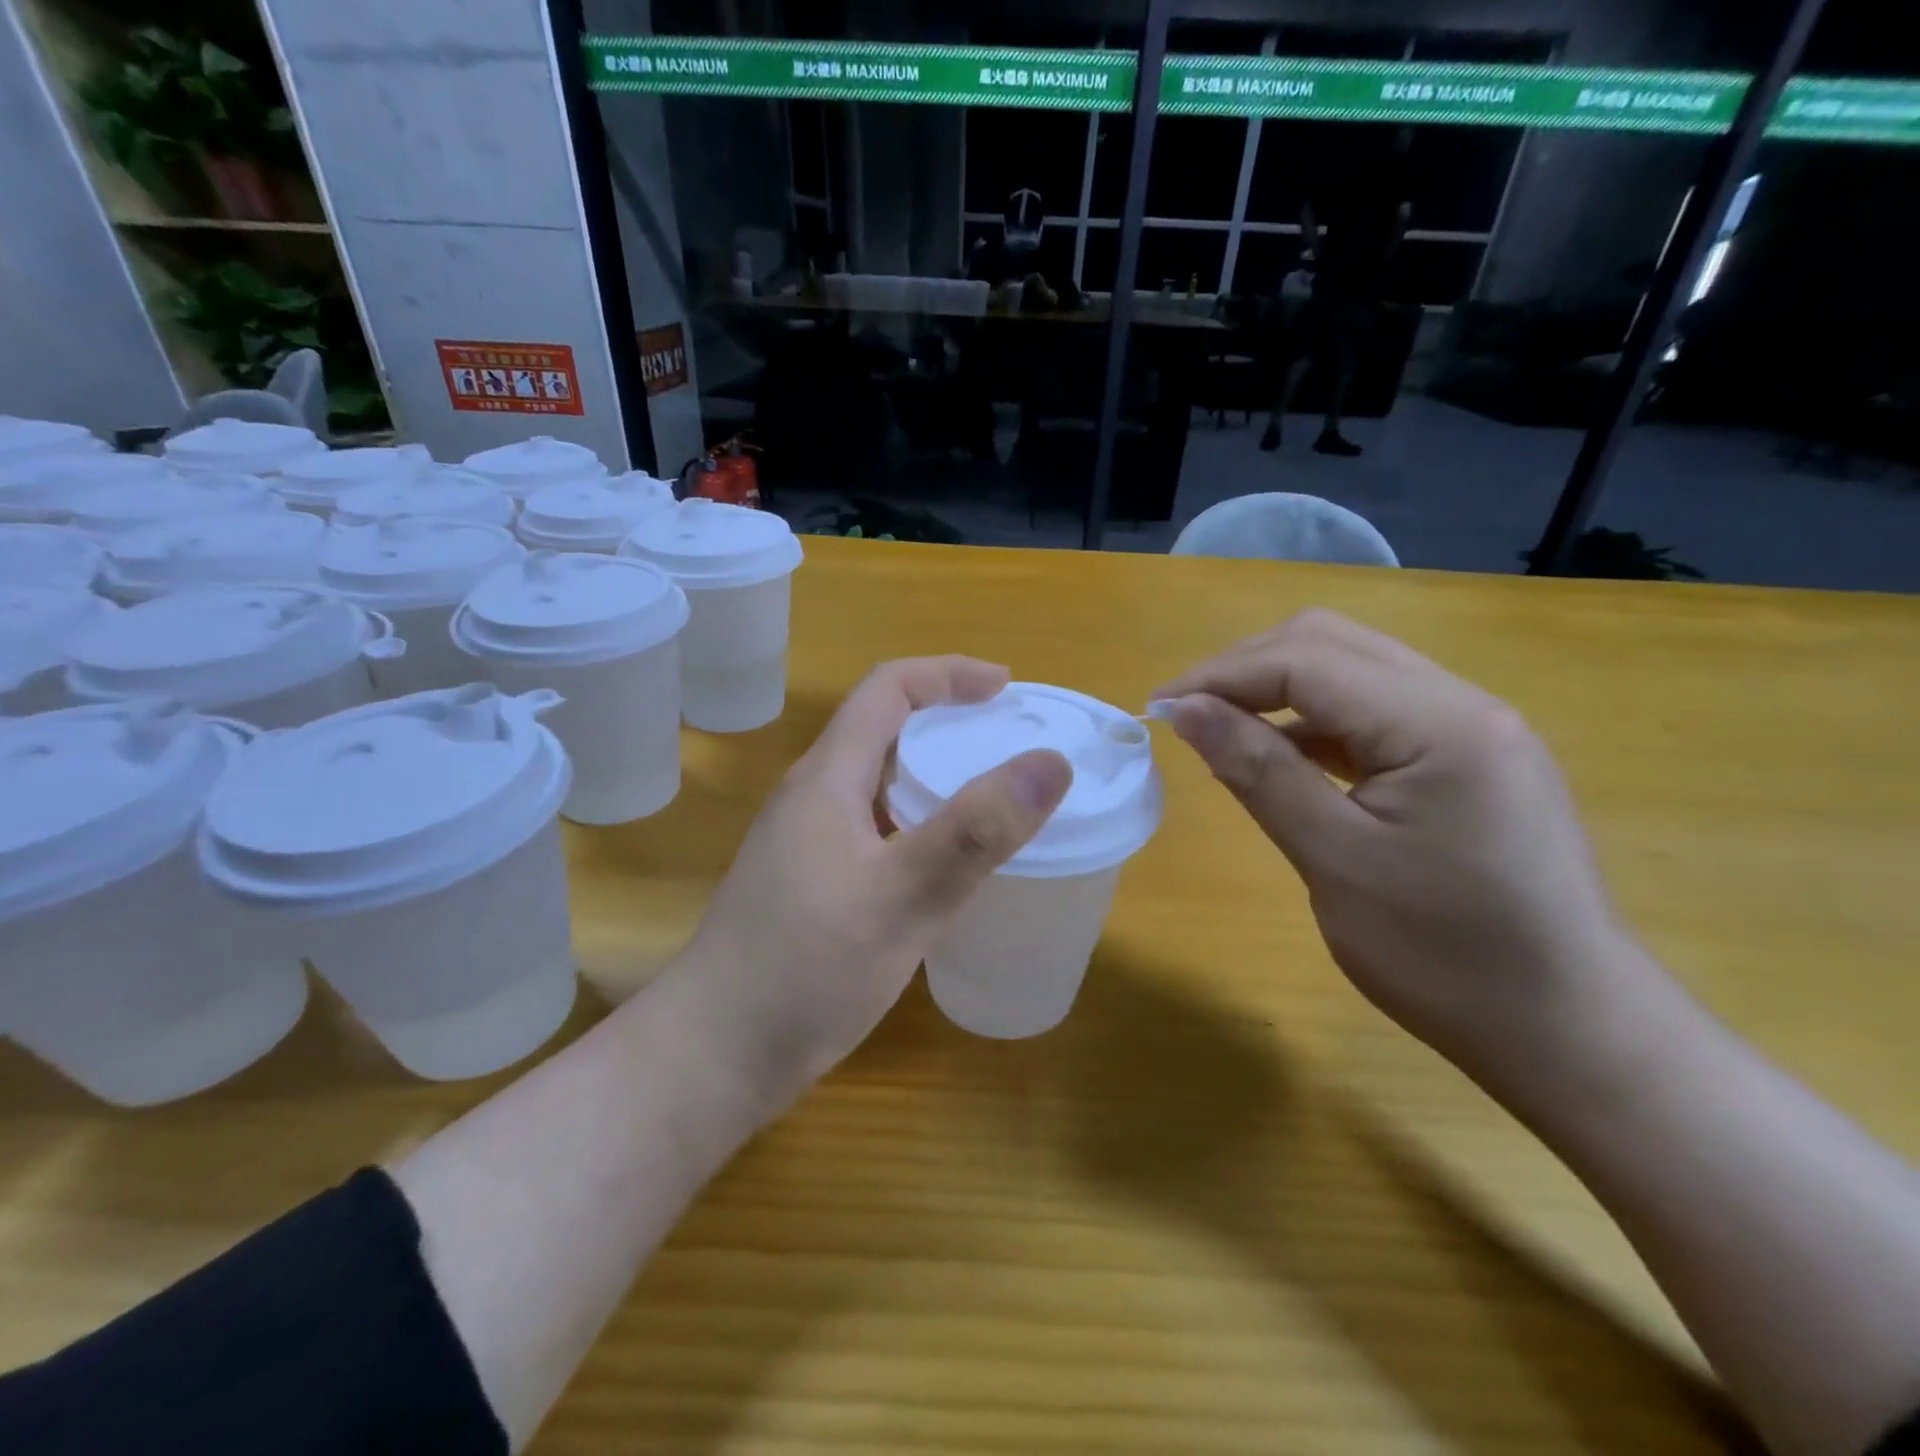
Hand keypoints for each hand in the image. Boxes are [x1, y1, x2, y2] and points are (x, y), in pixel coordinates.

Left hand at [675, 657, 1071, 1111]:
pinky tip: (946, 865)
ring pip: (879, 783)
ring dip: (934, 774)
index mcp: (828, 778)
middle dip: (948, 721)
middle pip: (883, 730)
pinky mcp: (811, 884)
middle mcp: (812, 797)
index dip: (949, 674)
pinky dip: (919, 823)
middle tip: (1009, 744)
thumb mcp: (903, 897)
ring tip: (991, 799)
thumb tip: (1051, 762)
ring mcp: (807, 843)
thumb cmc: (805, 969)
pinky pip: (874, 828)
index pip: (888, 689)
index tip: (1008, 690)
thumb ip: (976, 830)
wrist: (713, 1054)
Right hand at [1154, 610, 1643, 1089]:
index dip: (1221, 675)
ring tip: (1223, 730)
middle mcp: (1463, 703)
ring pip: (1354, 670)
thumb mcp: (1334, 860)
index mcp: (1439, 723)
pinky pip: (1378, 711)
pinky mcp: (1471, 758)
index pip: (1306, 660)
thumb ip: (1257, 771)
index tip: (1158, 708)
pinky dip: (1317, 720)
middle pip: (1332, 644)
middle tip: (1188, 714)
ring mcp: (1474, 728)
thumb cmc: (1444, 957)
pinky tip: (1285, 756)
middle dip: (1247, 669)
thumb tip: (1185, 709)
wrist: (1570, 1032)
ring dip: (1280, 688)